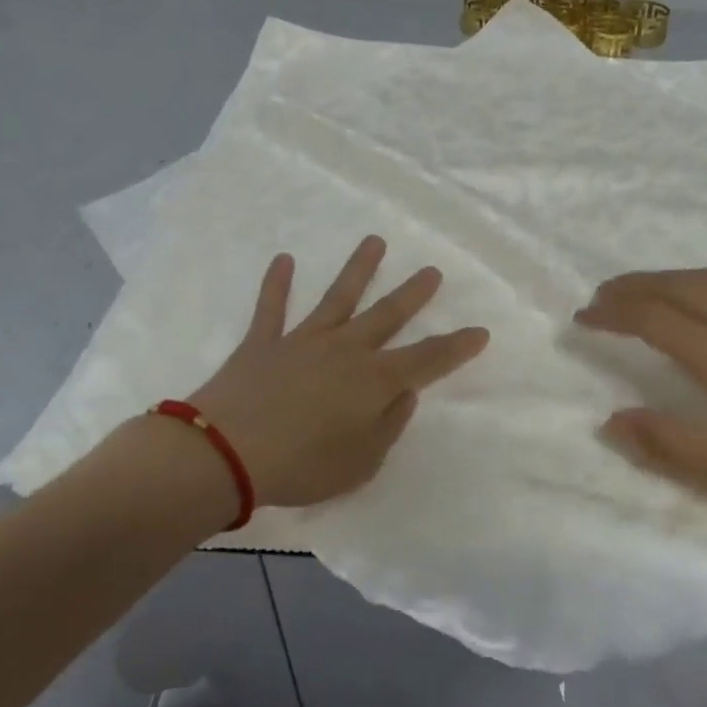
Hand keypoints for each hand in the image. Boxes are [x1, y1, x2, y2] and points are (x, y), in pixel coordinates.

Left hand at [180, 237, 489, 508]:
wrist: (226, 453)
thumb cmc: (303, 466)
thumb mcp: (362, 462)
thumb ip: (389, 425)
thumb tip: (404, 393)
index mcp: (374, 380)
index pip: (428, 359)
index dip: (457, 346)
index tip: (480, 331)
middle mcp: (345, 350)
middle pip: (387, 315)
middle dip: (413, 293)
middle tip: (432, 270)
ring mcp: (303, 340)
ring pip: (338, 297)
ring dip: (358, 268)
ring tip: (374, 241)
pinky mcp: (263, 342)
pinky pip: (272, 307)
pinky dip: (277, 283)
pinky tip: (284, 259)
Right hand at [574, 268, 706, 518]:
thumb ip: (672, 445)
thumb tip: (613, 419)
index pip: (653, 318)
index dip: (613, 314)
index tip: (583, 319)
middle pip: (673, 286)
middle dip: (630, 288)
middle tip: (599, 300)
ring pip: (702, 277)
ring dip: (660, 280)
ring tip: (635, 292)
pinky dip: (694, 279)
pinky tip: (695, 293)